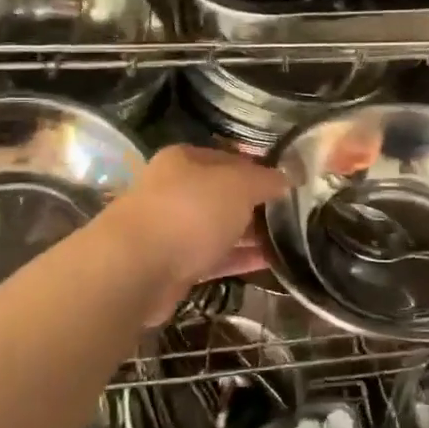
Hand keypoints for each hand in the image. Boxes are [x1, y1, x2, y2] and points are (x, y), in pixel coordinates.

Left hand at [103, 145, 288, 321]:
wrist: (135, 269)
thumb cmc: (189, 212)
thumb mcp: (238, 186)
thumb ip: (265, 180)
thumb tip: (287, 178)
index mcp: (184, 160)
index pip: (230, 158)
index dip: (260, 168)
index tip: (290, 184)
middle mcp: (174, 190)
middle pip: (223, 194)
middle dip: (256, 205)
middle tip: (293, 215)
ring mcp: (170, 229)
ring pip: (218, 228)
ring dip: (249, 234)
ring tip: (289, 241)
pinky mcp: (172, 265)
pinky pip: (213, 258)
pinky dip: (238, 259)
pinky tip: (269, 264)